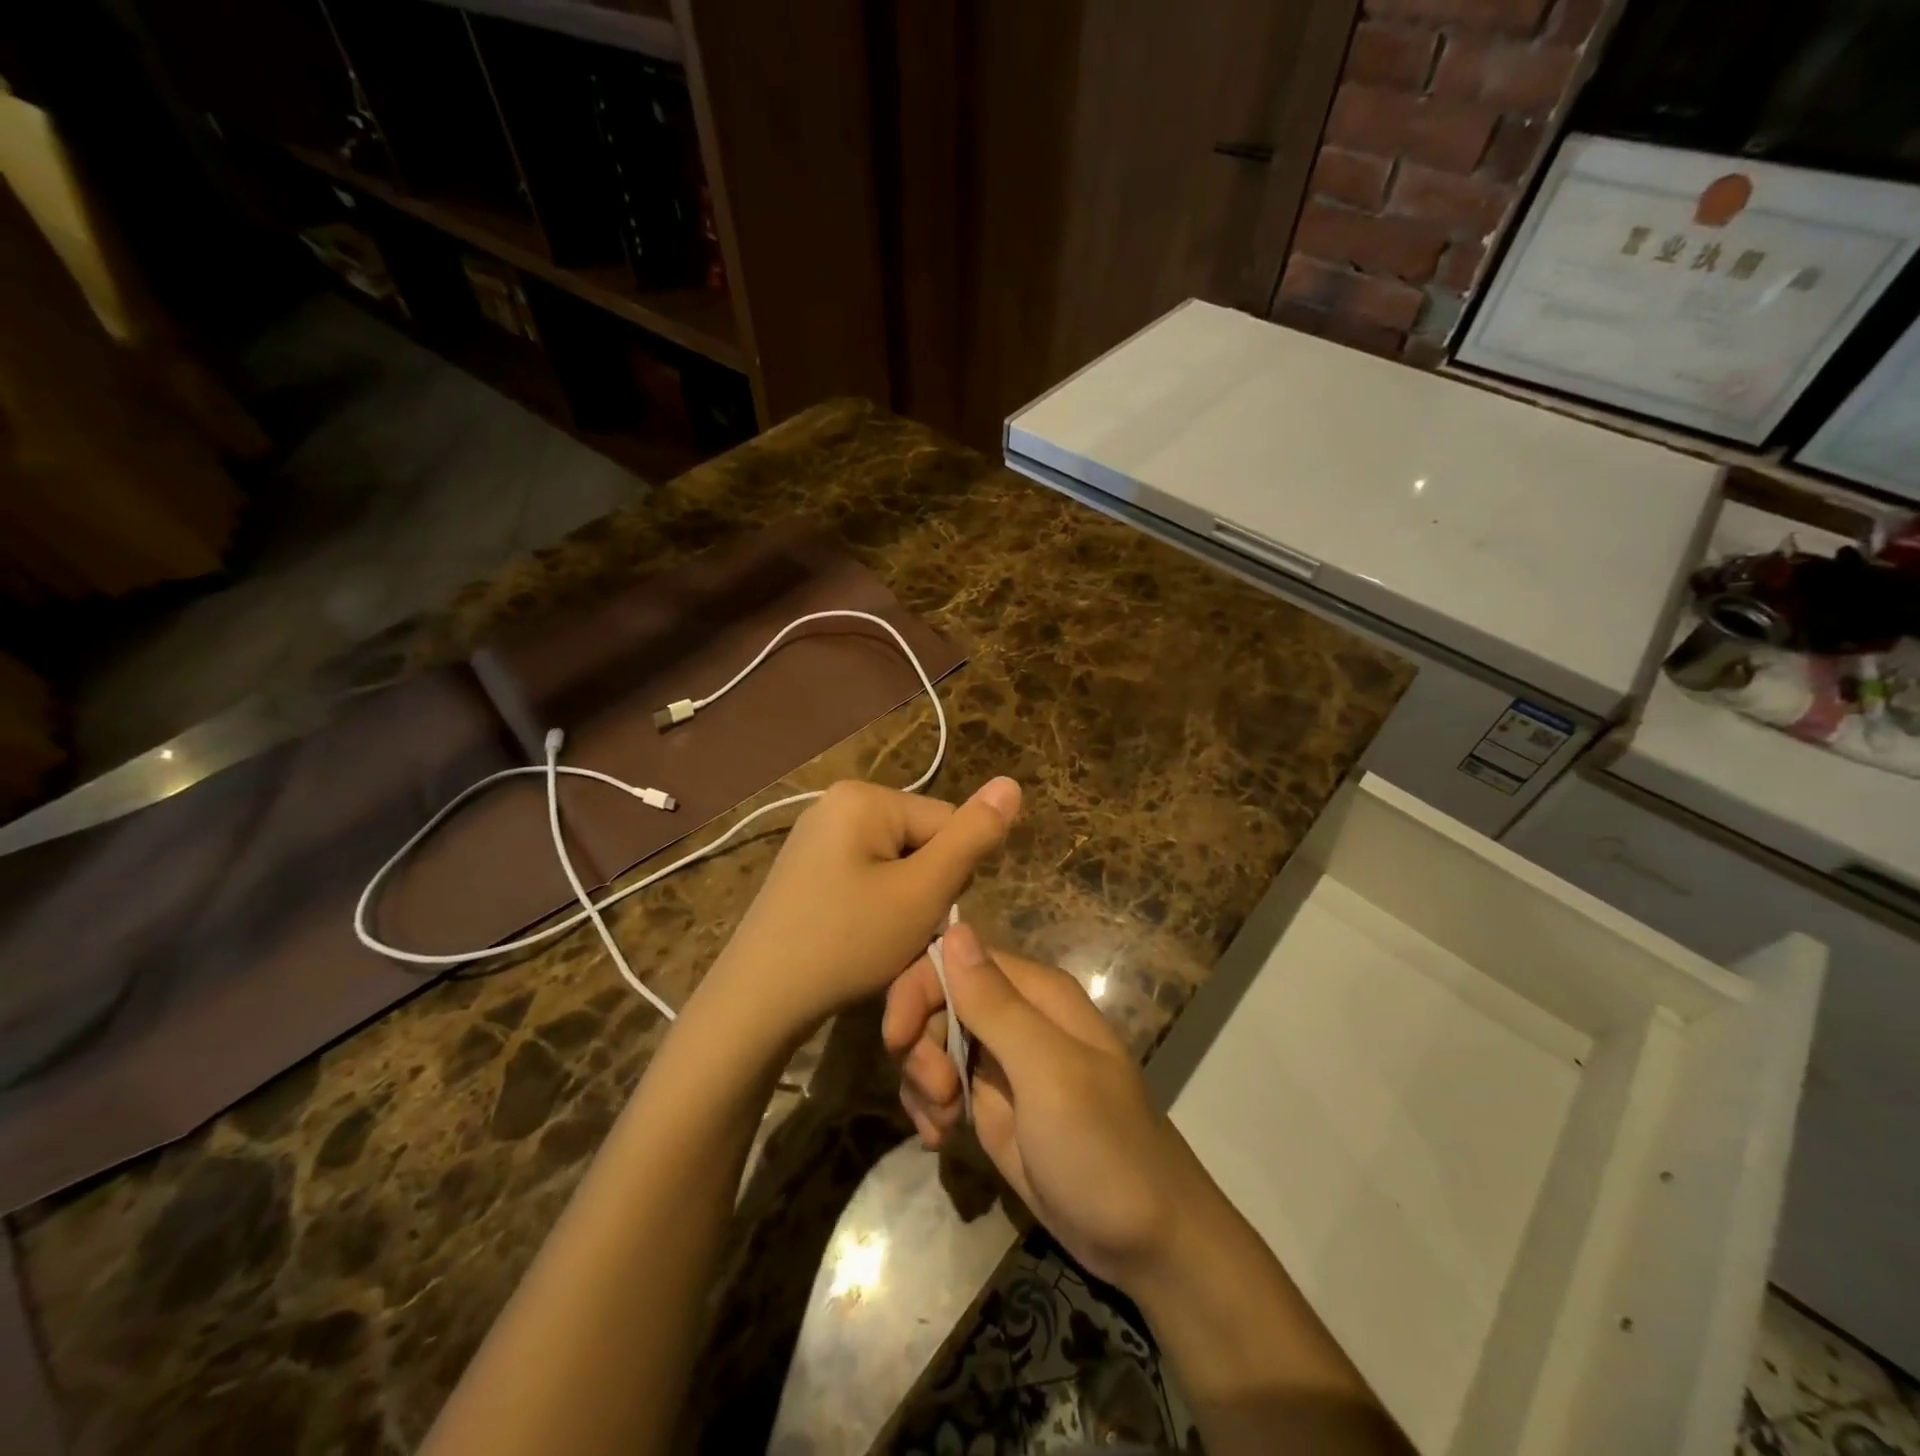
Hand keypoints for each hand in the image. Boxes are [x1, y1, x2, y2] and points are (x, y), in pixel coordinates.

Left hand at [704, 778, 1020, 1041]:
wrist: (758, 1001)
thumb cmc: (846, 942)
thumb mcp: (922, 893)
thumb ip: (972, 837)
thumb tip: (1012, 783)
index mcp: (864, 796)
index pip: (947, 822)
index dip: (951, 876)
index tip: (925, 917)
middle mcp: (837, 803)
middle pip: (920, 841)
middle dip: (924, 890)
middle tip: (899, 933)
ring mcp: (816, 836)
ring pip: (896, 865)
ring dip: (903, 904)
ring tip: (879, 942)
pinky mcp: (807, 869)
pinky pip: (865, 878)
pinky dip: (874, 909)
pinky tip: (857, 939)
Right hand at [883, 924, 1199, 1290]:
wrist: (1145, 1242)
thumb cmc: (1102, 1147)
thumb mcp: (1048, 1072)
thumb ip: (996, 1004)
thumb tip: (953, 928)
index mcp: (1034, 993)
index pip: (955, 959)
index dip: (917, 990)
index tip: (897, 1040)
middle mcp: (1015, 1016)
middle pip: (937, 1000)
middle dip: (920, 1045)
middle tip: (937, 1094)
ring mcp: (1002, 1061)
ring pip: (932, 1043)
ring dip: (921, 1081)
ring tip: (941, 1125)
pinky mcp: (991, 1103)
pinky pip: (940, 1085)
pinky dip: (928, 1107)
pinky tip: (938, 1138)